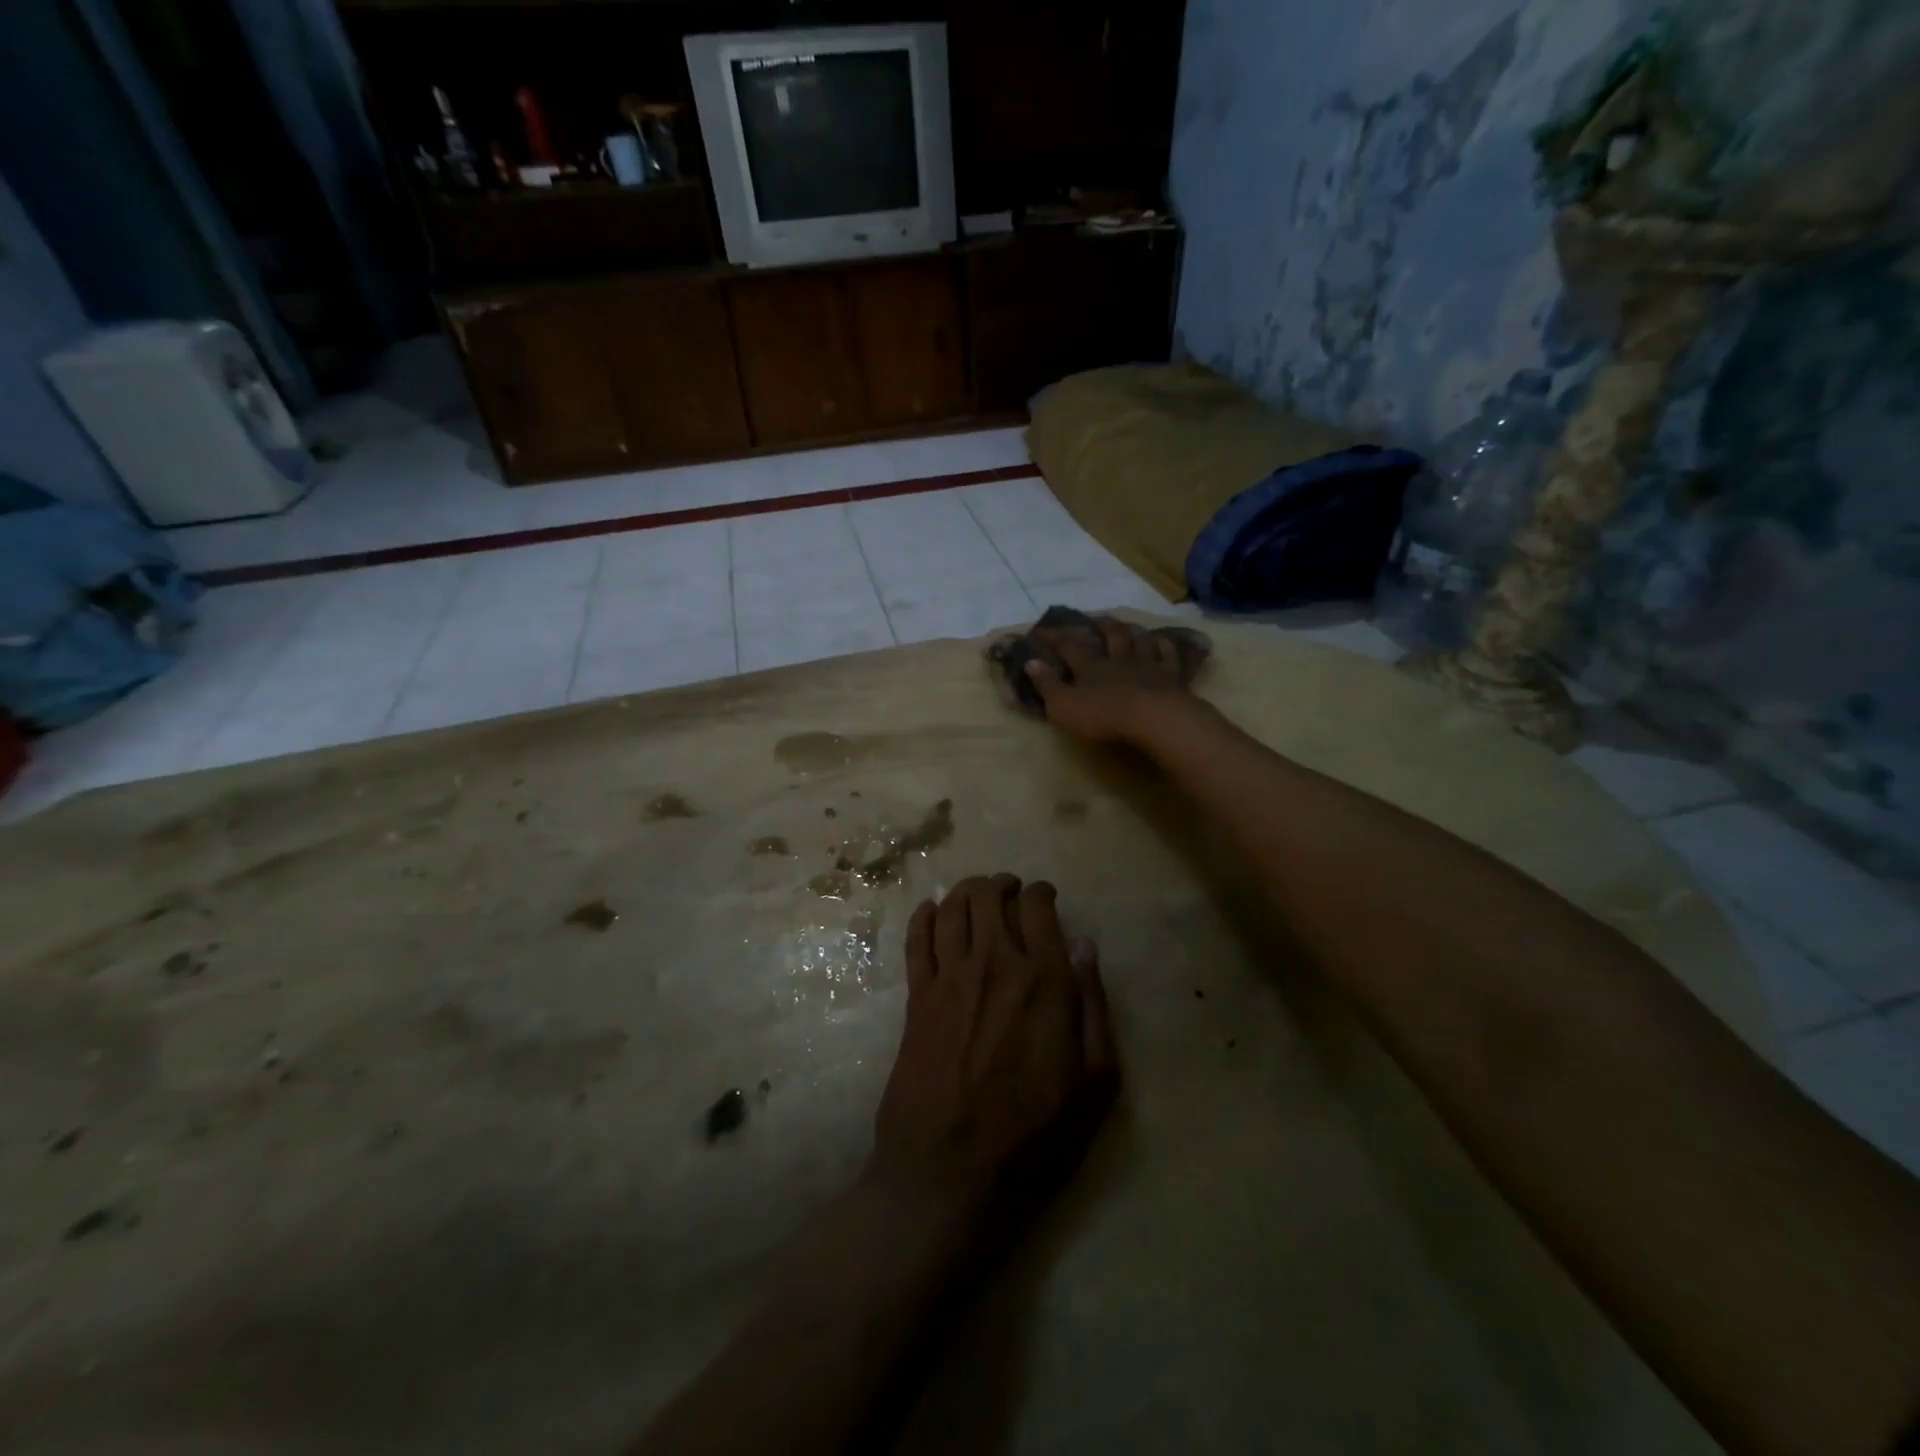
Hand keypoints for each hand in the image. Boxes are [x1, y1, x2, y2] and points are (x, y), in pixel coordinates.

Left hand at [869, 875, 1117, 1228]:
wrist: (950, 1170)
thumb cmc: (1034, 1135)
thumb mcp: (1095, 1082)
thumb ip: (1093, 1006)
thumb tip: (1084, 946)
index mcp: (1043, 980)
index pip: (1037, 908)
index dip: (1040, 893)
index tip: (1044, 896)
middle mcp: (994, 964)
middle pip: (989, 896)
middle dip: (1001, 885)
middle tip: (1008, 890)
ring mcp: (949, 977)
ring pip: (952, 908)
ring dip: (965, 890)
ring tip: (975, 893)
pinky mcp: (916, 997)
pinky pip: (916, 938)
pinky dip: (923, 915)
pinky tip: (930, 910)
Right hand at [1023, 616, 1197, 743]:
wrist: (1152, 718)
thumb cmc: (1103, 715)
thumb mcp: (1063, 706)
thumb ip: (1047, 685)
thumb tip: (1031, 662)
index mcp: (1091, 667)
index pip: (1069, 646)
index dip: (1055, 637)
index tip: (1042, 630)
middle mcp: (1119, 659)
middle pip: (1111, 636)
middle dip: (1101, 626)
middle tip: (1096, 618)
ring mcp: (1148, 665)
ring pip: (1140, 640)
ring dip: (1132, 631)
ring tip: (1128, 626)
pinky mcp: (1171, 676)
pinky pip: (1168, 655)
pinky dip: (1164, 646)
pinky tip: (1162, 642)